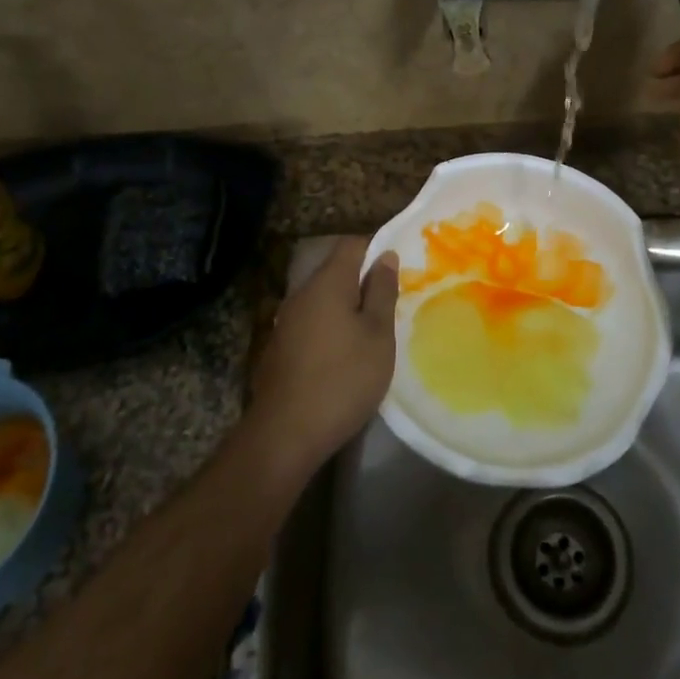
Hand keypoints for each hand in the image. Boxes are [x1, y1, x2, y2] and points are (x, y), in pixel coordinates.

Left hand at [248, 237, 397, 471]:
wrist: (286, 434)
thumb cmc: (344, 378)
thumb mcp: (378, 334)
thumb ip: (382, 291)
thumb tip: (385, 256)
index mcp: (327, 283)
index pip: (352, 245)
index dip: (377, 248)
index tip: (399, 268)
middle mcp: (301, 294)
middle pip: (335, 271)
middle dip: (363, 281)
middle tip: (392, 302)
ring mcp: (286, 322)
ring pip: (323, 300)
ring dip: (347, 307)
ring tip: (372, 330)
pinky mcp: (279, 349)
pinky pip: (311, 323)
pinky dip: (330, 328)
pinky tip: (344, 354)